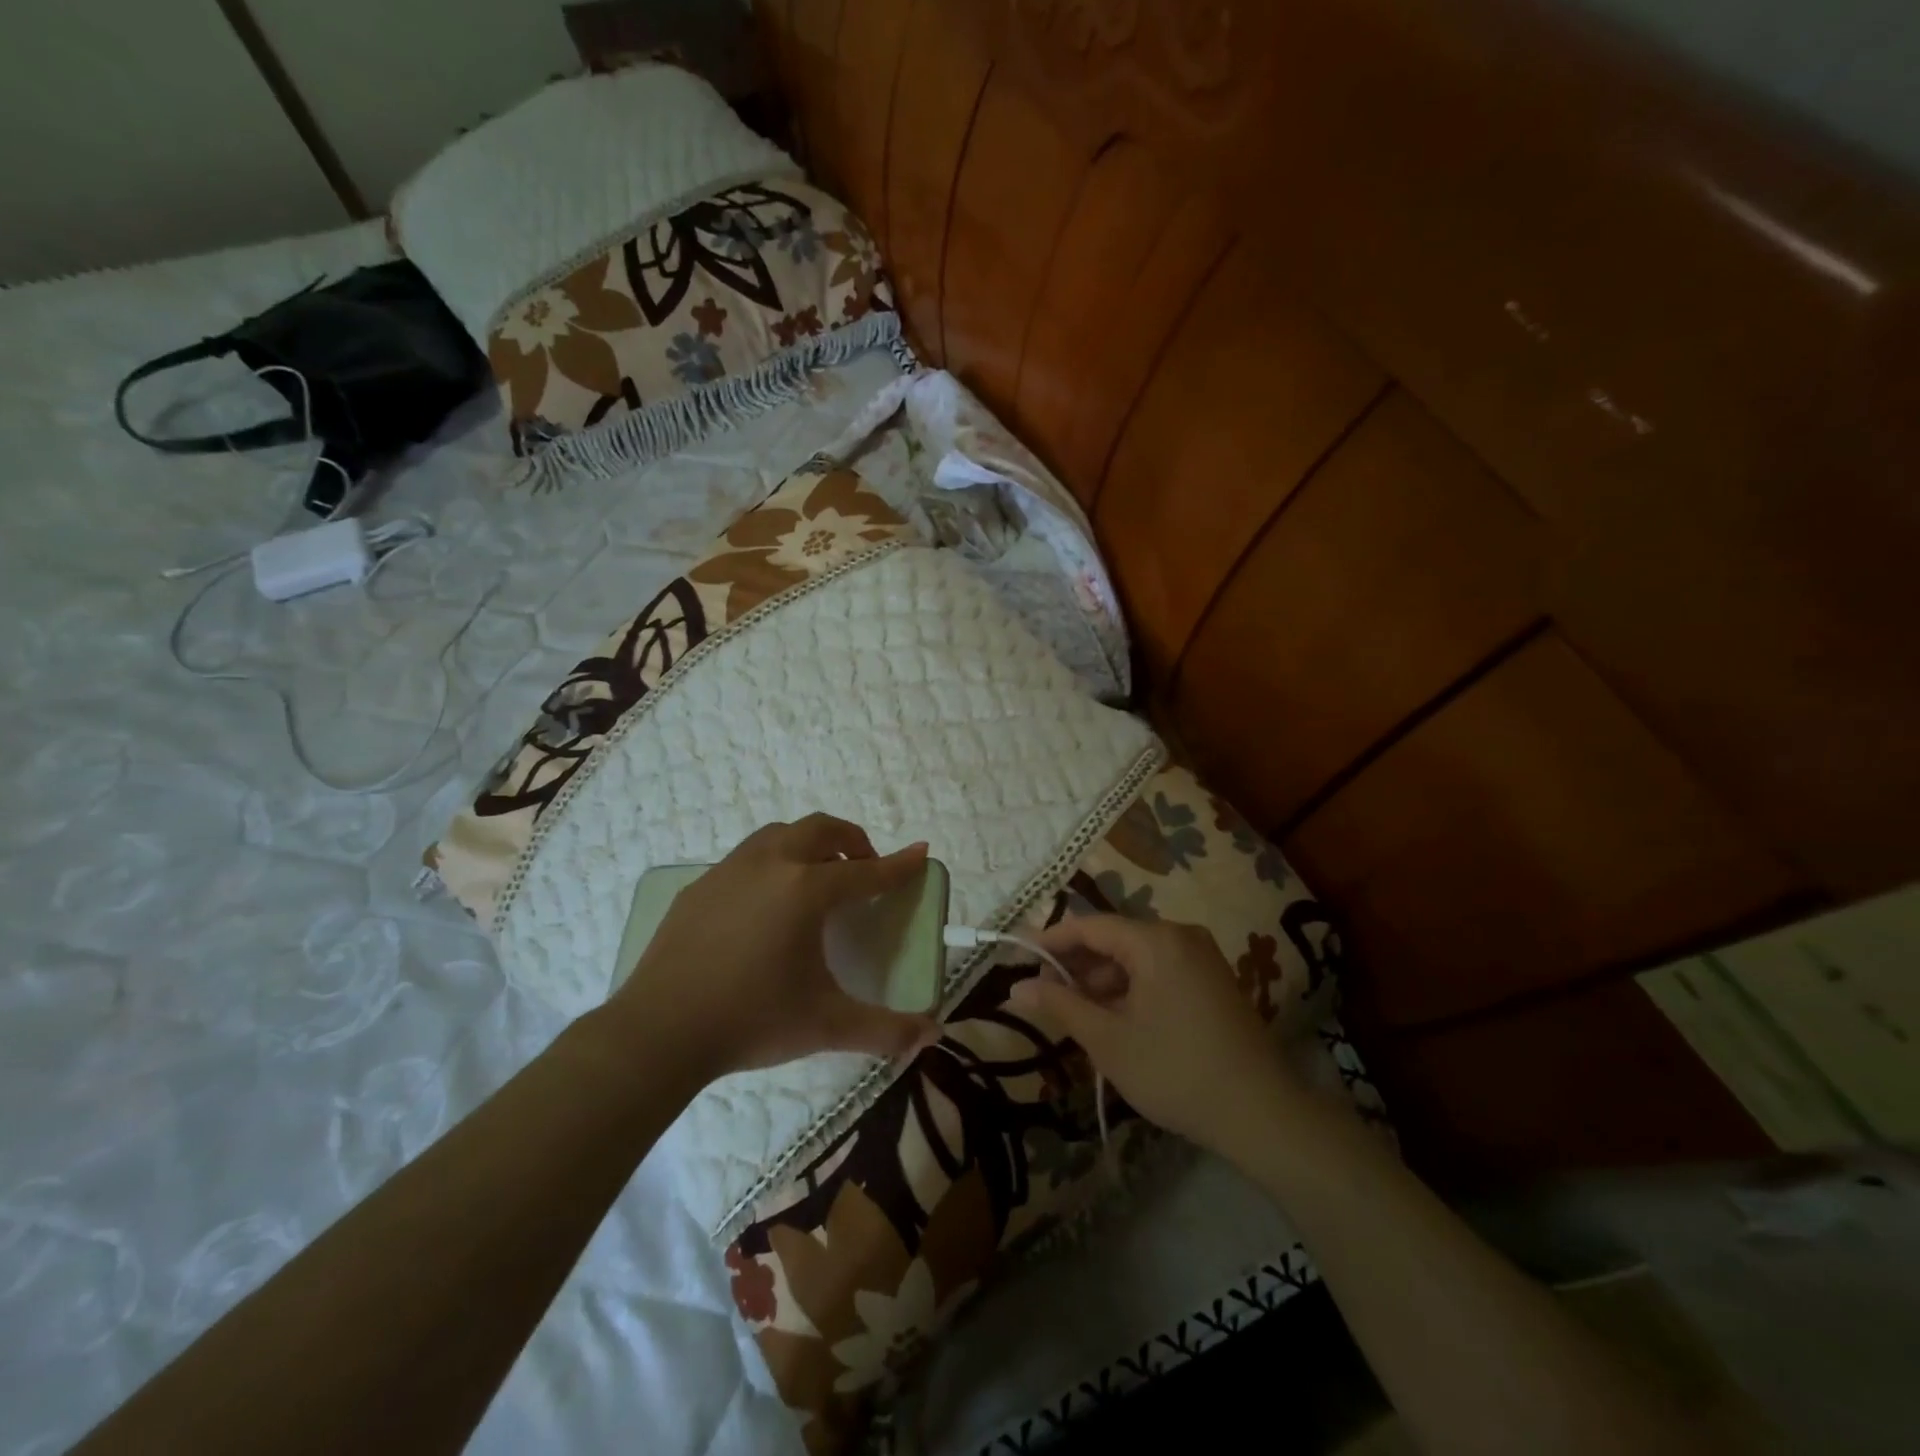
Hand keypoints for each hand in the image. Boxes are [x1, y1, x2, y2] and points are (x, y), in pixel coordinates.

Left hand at [607, 814, 937, 1080]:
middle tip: (865, 867)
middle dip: (852, 839)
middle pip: (821, 829)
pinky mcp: (700, 887)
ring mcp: (730, 870)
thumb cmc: (752, 1021)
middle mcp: (771, 865)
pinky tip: (766, 903)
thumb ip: (885, 1029)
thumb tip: (933, 1035)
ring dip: (809, 844)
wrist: (659, 1032)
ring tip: (818, 878)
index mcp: (807, 890)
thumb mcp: (826, 1025)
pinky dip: (772, 863)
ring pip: (780, 834)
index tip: (920, 853)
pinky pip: (746, 857)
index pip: (866, 871)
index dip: (898, 865)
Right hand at [1010, 915, 1305, 1159]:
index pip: (1090, 926)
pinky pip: (1158, 972)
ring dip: (1102, 982)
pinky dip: (1130, 990)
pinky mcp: (1211, 982)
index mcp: (1156, 940)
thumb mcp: (1108, 1041)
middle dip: (1077, 966)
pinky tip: (1112, 1021)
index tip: (1019, 959)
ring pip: (1136, 959)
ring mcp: (1200, 958)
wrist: (1262, 1115)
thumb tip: (1015, 988)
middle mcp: (1180, 936)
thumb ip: (1060, 1006)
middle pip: (1114, 940)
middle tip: (1043, 996)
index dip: (1051, 941)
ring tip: (1074, 1015)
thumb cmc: (1176, 1071)